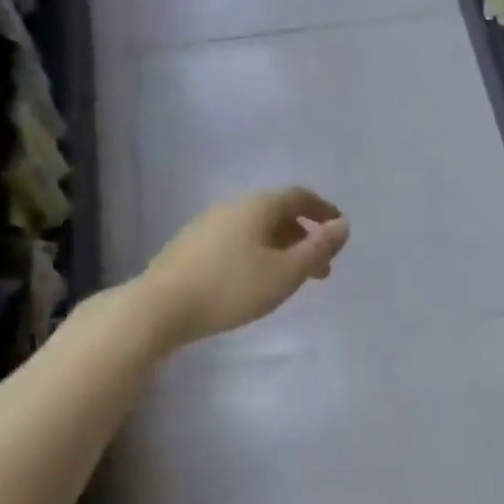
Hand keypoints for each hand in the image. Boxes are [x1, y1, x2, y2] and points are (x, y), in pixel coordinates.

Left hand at [144, 188, 349, 344]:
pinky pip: (237, 241)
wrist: (161, 307)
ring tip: (291, 279)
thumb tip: (343, 226)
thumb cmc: (232, 287)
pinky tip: (256, 280)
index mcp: (258, 206)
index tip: (339, 229)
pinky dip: (258, 253)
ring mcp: (208, 225)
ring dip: (281, 248)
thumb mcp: (286, 273)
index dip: (323, 210)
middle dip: (304, 236)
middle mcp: (232, 207)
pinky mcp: (191, 246)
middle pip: (277, 213)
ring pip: (256, 229)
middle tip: (321, 268)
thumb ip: (317, 249)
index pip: (299, 196)